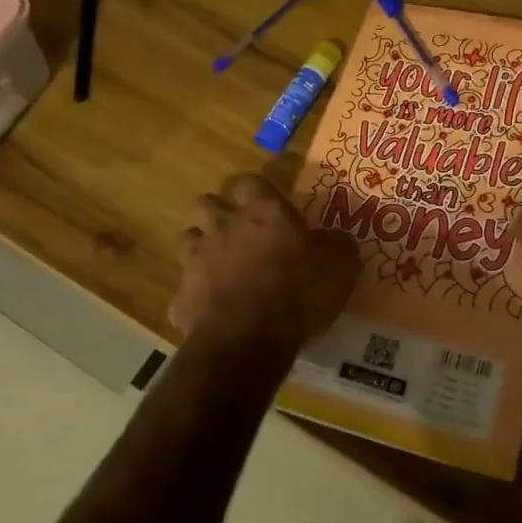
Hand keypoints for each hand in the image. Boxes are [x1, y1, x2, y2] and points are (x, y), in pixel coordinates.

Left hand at [169, 174, 358, 355]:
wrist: (248, 340)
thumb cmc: (299, 292)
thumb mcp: (340, 264)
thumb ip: (335, 243)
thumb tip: (333, 239)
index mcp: (263, 212)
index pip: (251, 182)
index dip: (258, 192)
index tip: (270, 206)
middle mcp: (223, 227)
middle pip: (207, 203)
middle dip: (219, 213)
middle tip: (240, 233)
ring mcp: (196, 261)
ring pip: (189, 240)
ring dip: (203, 249)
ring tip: (223, 269)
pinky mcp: (181, 298)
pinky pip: (186, 291)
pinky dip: (198, 298)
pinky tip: (215, 312)